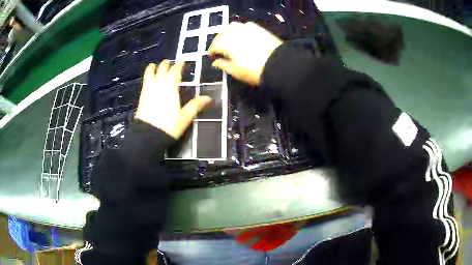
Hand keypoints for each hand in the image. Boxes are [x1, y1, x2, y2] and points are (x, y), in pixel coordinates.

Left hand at [135, 61, 211, 138]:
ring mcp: (149, 91)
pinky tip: (147, 79)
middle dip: (165, 65)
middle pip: (162, 71)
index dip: (178, 65)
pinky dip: (147, 77)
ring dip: (153, 69)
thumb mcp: (185, 117)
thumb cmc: (169, 126)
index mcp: (171, 88)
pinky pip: (145, 83)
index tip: (182, 61)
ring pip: (150, 75)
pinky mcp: (142, 97)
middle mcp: (159, 86)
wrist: (148, 135)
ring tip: (153, 65)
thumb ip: (195, 106)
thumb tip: (208, 98)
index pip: (175, 72)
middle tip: (168, 62)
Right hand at [209, 22, 282, 85]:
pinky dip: (240, 29)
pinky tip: (243, 35)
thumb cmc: (255, 71)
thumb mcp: (236, 71)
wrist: (278, 64)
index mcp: (227, 44)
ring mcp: (247, 29)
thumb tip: (215, 62)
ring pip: (232, 25)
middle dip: (218, 40)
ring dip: (228, 31)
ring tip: (230, 39)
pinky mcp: (258, 28)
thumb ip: (223, 65)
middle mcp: (234, 33)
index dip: (211, 51)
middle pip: (221, 32)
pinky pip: (245, 25)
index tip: (213, 57)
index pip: (214, 45)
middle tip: (219, 48)